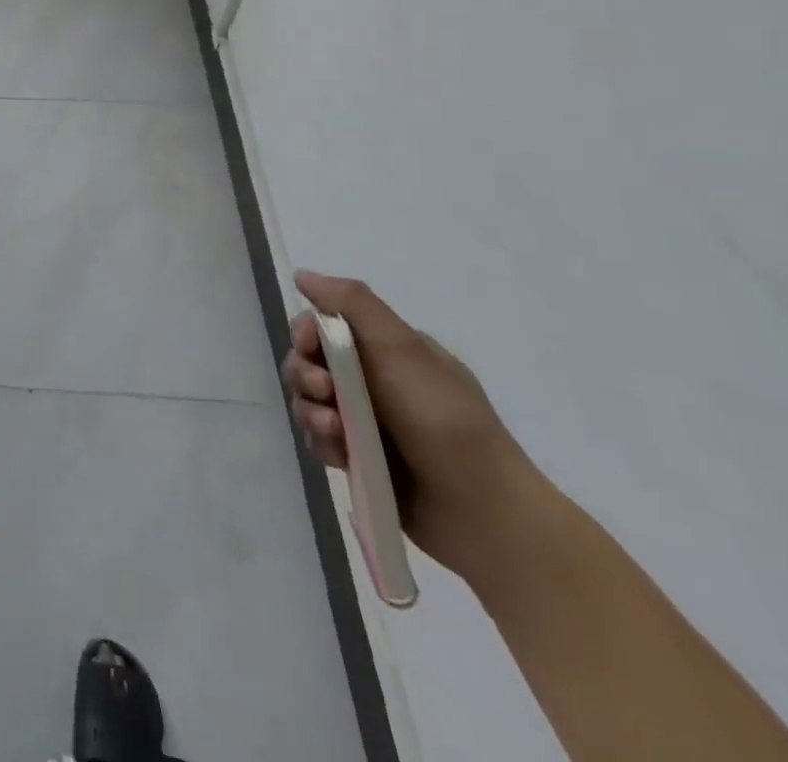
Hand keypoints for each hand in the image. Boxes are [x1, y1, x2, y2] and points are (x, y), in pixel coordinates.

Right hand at [282, 270, 547, 582]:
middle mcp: (373, 381)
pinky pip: (318, 438)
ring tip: (335, 433)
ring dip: (311, 412)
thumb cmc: (443, 419)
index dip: (307, 333)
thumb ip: (352, 303)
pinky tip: (339, 455)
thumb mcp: (402, 348)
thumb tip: (302, 275)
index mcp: (387, 351)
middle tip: (325, 393)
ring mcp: (365, 422)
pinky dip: (322, 442)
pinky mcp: (358, 458)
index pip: (325, 326)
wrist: (485, 513)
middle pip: (309, 362)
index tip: (311, 347)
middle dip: (305, 375)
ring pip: (308, 401)